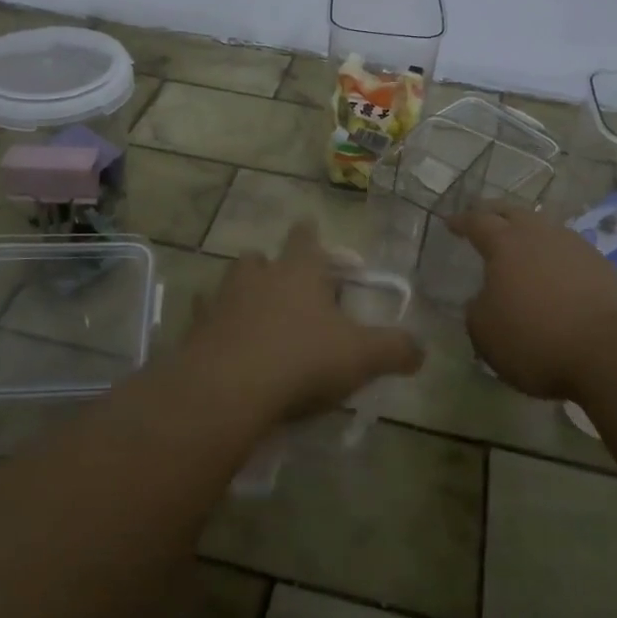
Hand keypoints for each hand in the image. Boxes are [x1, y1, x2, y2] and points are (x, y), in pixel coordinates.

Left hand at [180, 221, 424, 425]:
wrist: (229, 389)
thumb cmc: (302, 360)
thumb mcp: (362, 357)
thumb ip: (396, 349)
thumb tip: (421, 349)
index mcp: (299, 272)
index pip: (305, 239)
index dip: (310, 234)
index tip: (309, 228)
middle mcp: (257, 276)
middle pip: (260, 258)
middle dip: (270, 265)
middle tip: (283, 284)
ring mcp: (221, 301)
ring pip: (229, 282)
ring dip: (241, 292)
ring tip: (253, 312)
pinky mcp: (195, 330)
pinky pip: (205, 318)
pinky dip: (215, 324)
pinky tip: (223, 341)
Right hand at [447, 203, 616, 398]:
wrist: (611, 351)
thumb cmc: (535, 338)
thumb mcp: (485, 331)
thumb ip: (477, 308)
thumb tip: (485, 299)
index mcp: (505, 243)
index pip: (477, 221)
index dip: (461, 221)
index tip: (449, 223)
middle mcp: (540, 234)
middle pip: (512, 212)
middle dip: (494, 212)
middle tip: (482, 217)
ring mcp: (575, 246)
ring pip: (543, 227)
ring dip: (527, 231)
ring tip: (518, 242)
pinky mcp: (602, 266)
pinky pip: (566, 250)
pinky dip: (552, 254)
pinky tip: (550, 270)